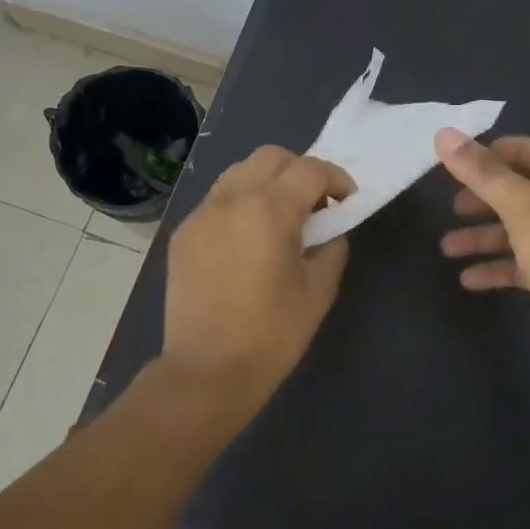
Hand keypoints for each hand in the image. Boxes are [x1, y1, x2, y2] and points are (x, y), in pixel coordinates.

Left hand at [162, 146, 354, 410]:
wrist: (207, 372)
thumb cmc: (272, 334)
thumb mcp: (319, 290)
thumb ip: (332, 246)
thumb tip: (328, 229)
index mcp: (268, 210)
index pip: (310, 169)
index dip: (337, 179)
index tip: (347, 201)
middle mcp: (230, 200)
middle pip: (270, 156)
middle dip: (300, 171)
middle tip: (314, 206)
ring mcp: (200, 215)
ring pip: (238, 173)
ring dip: (267, 183)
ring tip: (279, 220)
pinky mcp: (183, 235)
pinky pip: (217, 201)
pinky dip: (240, 205)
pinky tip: (247, 242)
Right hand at [435, 129, 529, 378]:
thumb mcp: (519, 205)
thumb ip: (482, 171)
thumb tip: (444, 134)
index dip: (502, 151)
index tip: (467, 160)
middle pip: (517, 191)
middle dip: (483, 196)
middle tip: (454, 205)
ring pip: (511, 231)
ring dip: (480, 236)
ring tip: (447, 247)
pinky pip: (514, 265)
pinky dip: (491, 268)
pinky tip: (467, 278)